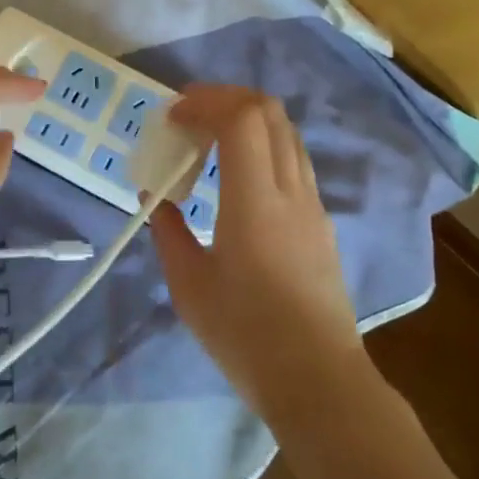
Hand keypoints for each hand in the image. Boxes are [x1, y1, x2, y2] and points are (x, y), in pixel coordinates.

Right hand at [149, 85, 369, 418]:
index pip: (242, 119)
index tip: (174, 116)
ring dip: (248, 120)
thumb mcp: (189, 286)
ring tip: (212, 141)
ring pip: (287, 133)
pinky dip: (264, 147)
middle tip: (190, 115)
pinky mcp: (322, 223)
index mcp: (255, 201)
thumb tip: (156, 198)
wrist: (318, 380)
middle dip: (226, 98)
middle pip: (270, 112)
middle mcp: (291, 191)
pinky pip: (294, 161)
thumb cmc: (246, 335)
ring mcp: (313, 205)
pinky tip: (239, 178)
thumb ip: (168, 233)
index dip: (206, 102)